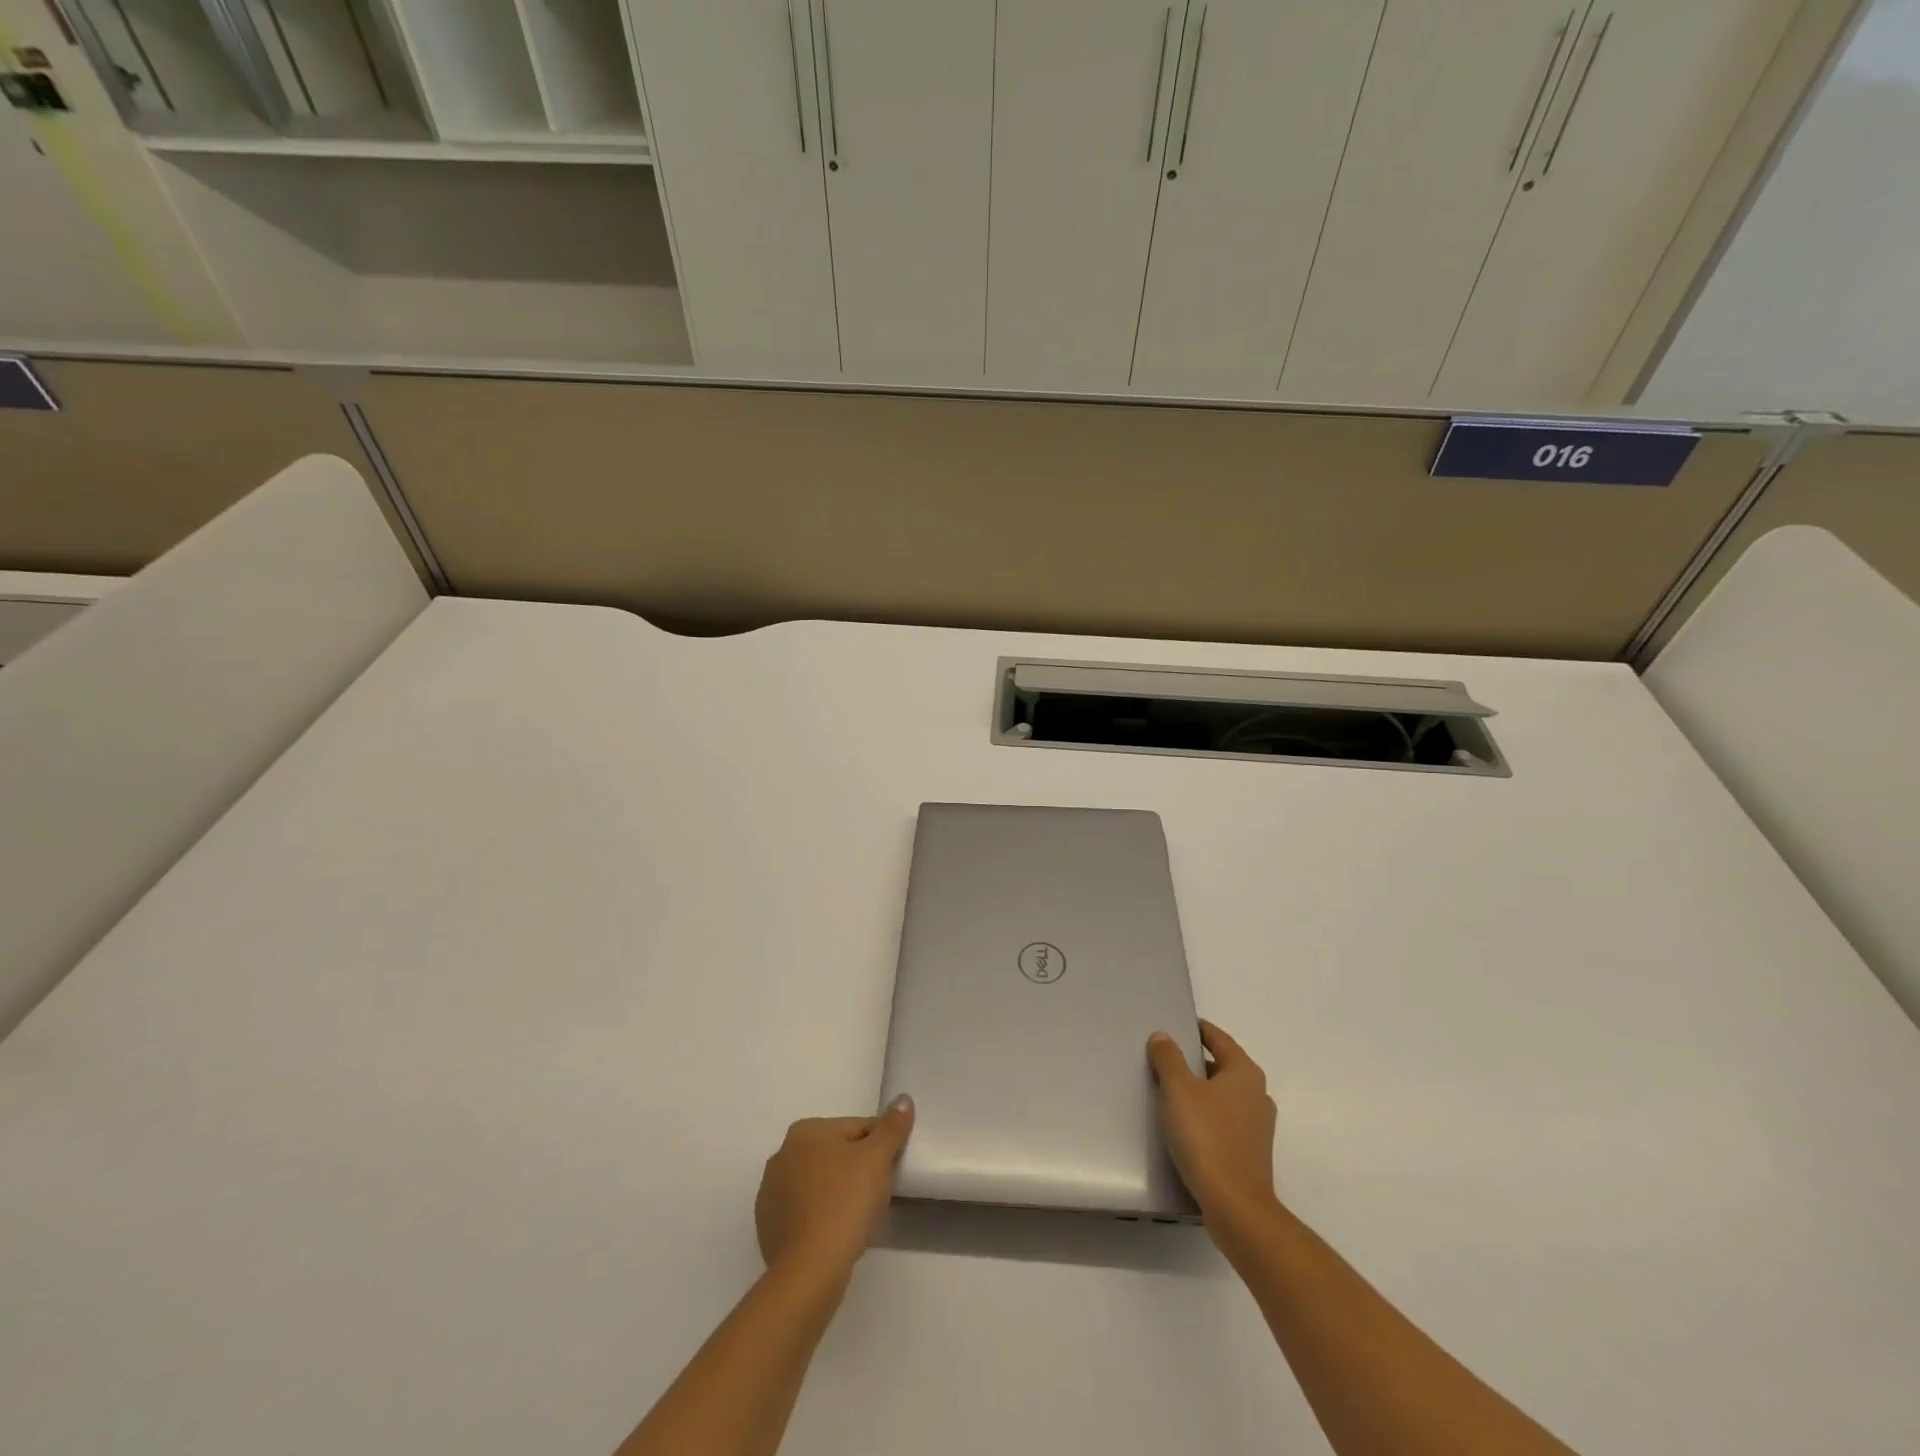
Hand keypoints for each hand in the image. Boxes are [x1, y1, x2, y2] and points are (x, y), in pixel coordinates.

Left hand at [754, 1096, 914, 1283]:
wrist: (809, 1271)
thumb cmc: (845, 1203)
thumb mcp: (877, 1159)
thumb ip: (892, 1127)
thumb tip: (903, 1099)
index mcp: (806, 1130)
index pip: (858, 1129)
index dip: (881, 1148)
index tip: (891, 1172)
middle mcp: (782, 1154)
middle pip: (837, 1155)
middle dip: (858, 1171)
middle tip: (878, 1197)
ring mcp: (771, 1193)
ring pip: (820, 1184)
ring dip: (839, 1194)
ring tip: (858, 1219)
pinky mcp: (767, 1227)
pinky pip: (806, 1212)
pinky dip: (821, 1217)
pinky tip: (835, 1235)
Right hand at [1147, 1020, 1278, 1230]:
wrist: (1236, 1207)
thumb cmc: (1207, 1137)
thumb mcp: (1179, 1090)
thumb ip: (1169, 1058)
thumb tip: (1163, 1037)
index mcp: (1245, 1073)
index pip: (1219, 1039)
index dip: (1197, 1029)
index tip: (1176, 1024)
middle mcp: (1257, 1095)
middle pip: (1222, 1066)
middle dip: (1195, 1061)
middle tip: (1164, 1058)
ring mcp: (1258, 1126)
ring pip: (1223, 1095)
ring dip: (1200, 1090)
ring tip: (1169, 1091)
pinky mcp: (1250, 1152)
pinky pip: (1224, 1120)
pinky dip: (1205, 1115)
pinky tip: (1184, 1125)